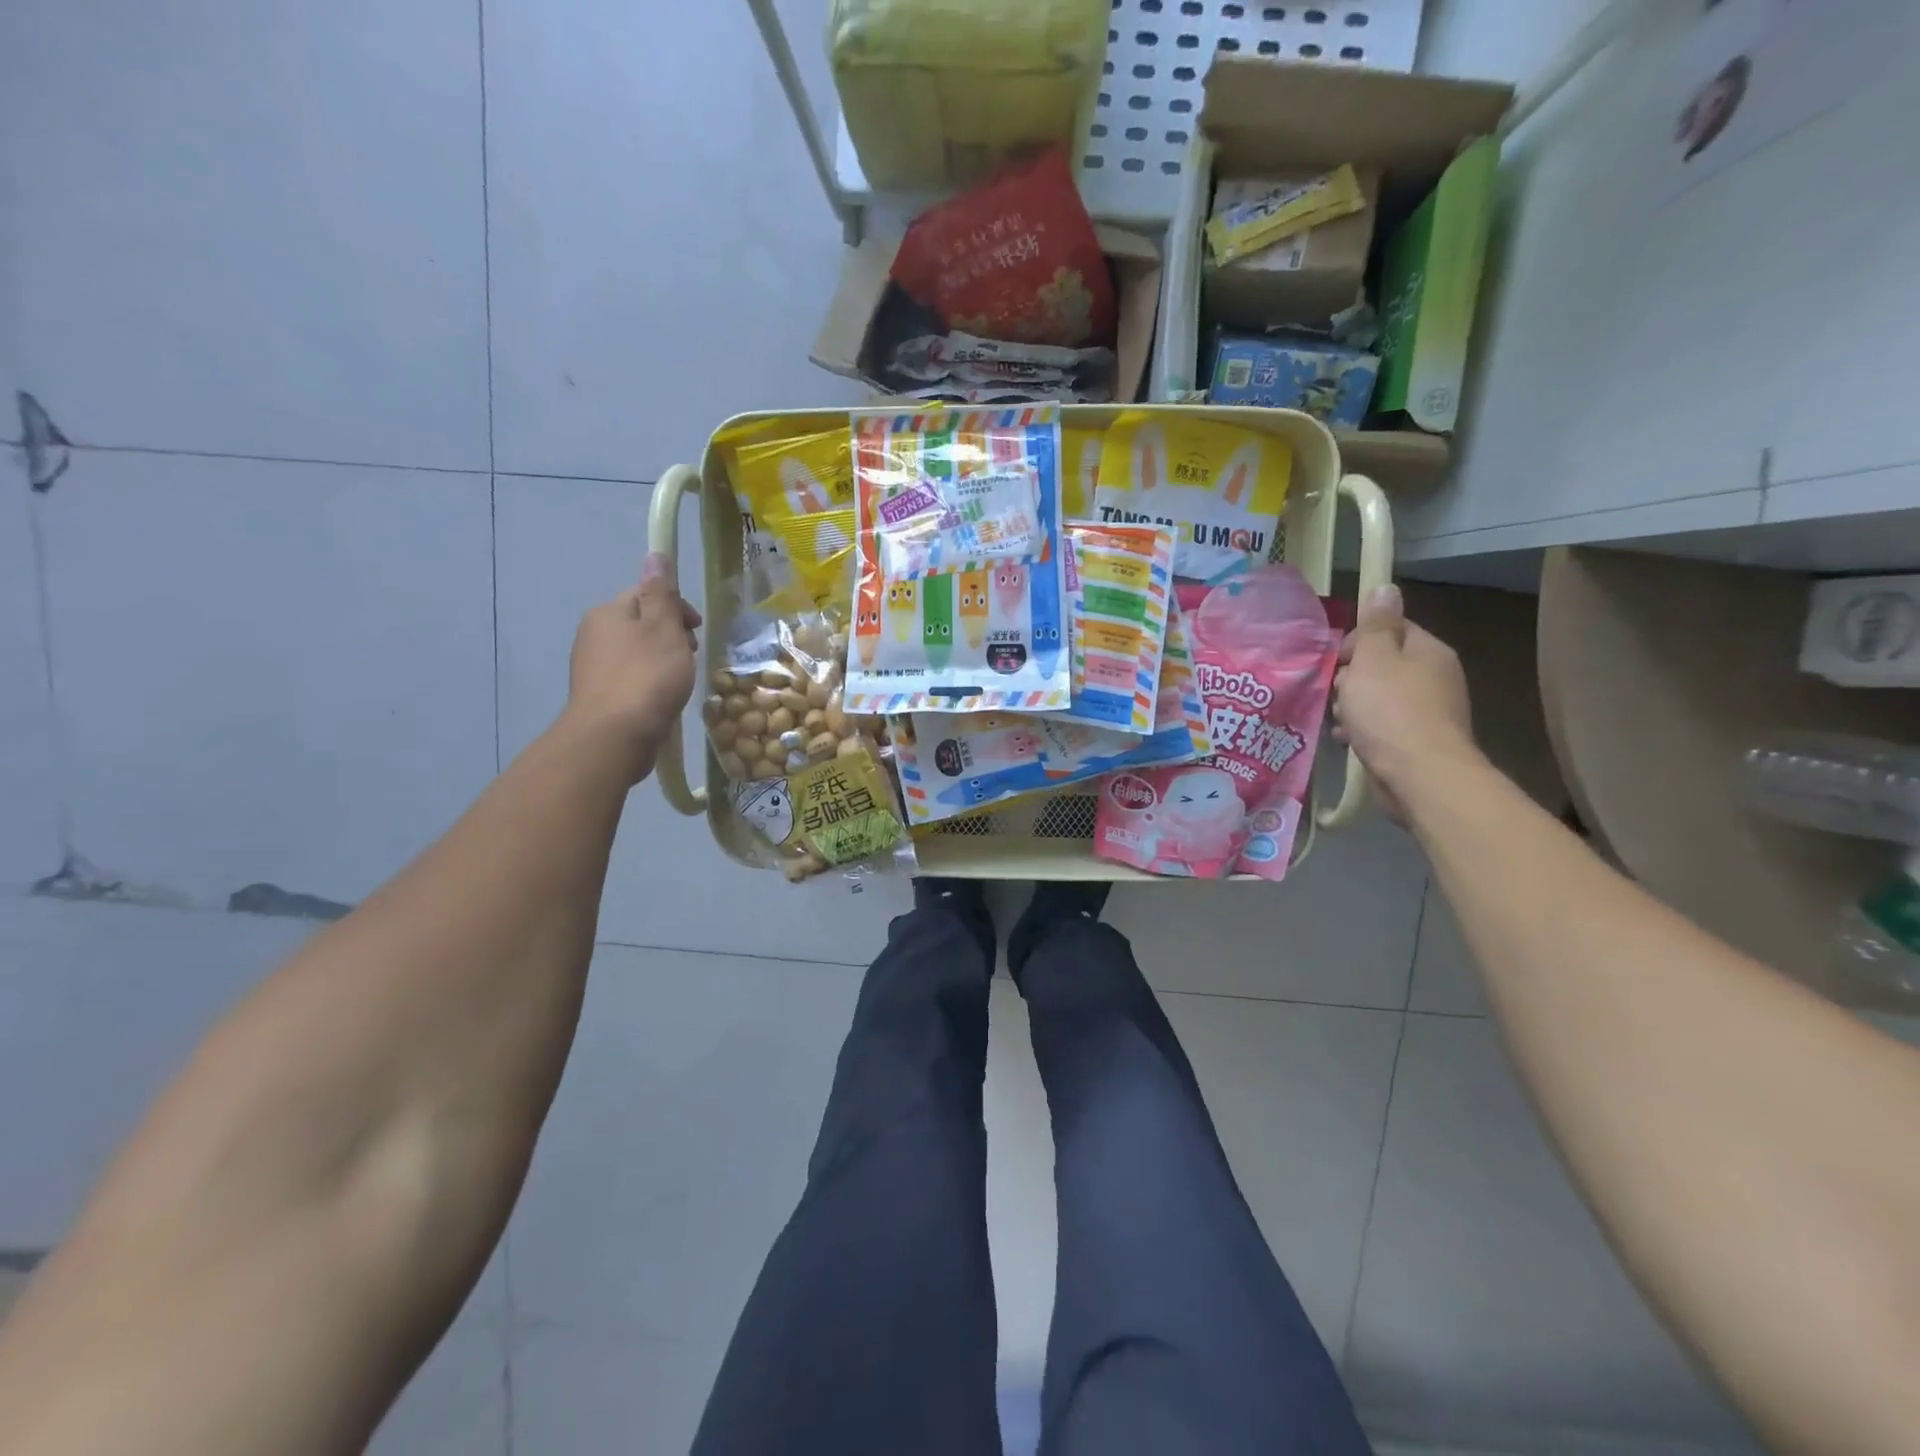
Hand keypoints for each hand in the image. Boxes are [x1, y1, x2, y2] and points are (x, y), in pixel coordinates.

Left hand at [564, 552, 701, 783]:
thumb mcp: (664, 628)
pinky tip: (662, 698)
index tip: (697, 630)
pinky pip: (630, 678)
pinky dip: (649, 682)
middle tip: (691, 657)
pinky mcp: (598, 695)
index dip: (676, 607)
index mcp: (608, 612)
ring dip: (662, 660)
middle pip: (641, 623)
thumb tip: (654, 555)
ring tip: (679, 681)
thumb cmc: (647, 677)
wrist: (615, 735)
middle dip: (670, 635)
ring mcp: (592, 667)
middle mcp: (593, 634)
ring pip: (637, 652)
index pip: (646, 594)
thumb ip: (661, 592)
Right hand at [1332, 584, 1478, 823]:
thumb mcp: (1373, 659)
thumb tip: (1386, 587)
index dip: (1357, 641)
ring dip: (1352, 706)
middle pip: (1381, 665)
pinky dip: (1362, 729)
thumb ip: (1376, 624)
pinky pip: (1382, 725)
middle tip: (1337, 693)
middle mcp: (1434, 676)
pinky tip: (1346, 740)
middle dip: (1351, 678)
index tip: (1336, 661)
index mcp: (1428, 650)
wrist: (1419, 775)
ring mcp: (1429, 711)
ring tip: (1339, 720)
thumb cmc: (1390, 711)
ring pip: (1378, 697)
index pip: (1389, 629)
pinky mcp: (1417, 740)